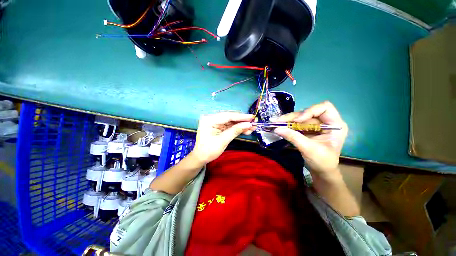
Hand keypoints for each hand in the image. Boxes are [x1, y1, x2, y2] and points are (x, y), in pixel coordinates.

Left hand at [191, 112, 254, 163]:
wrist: (201, 158)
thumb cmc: (209, 150)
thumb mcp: (223, 141)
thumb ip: (235, 131)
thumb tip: (248, 124)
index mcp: (209, 120)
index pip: (227, 116)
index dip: (240, 117)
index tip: (252, 117)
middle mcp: (212, 118)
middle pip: (230, 117)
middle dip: (242, 121)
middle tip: (253, 122)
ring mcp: (215, 122)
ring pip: (231, 122)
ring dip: (241, 125)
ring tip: (251, 128)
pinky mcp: (218, 127)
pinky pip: (229, 126)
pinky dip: (237, 128)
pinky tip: (245, 130)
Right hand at [274, 101, 347, 180]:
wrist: (321, 171)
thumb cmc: (322, 162)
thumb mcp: (309, 149)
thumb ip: (293, 137)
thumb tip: (277, 129)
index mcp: (335, 125)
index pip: (324, 108)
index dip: (309, 111)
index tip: (297, 121)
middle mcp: (325, 122)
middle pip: (307, 112)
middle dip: (292, 117)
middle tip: (277, 121)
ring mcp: (315, 125)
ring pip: (299, 117)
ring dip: (287, 120)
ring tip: (274, 123)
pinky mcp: (307, 129)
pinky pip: (296, 124)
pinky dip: (287, 125)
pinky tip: (279, 126)